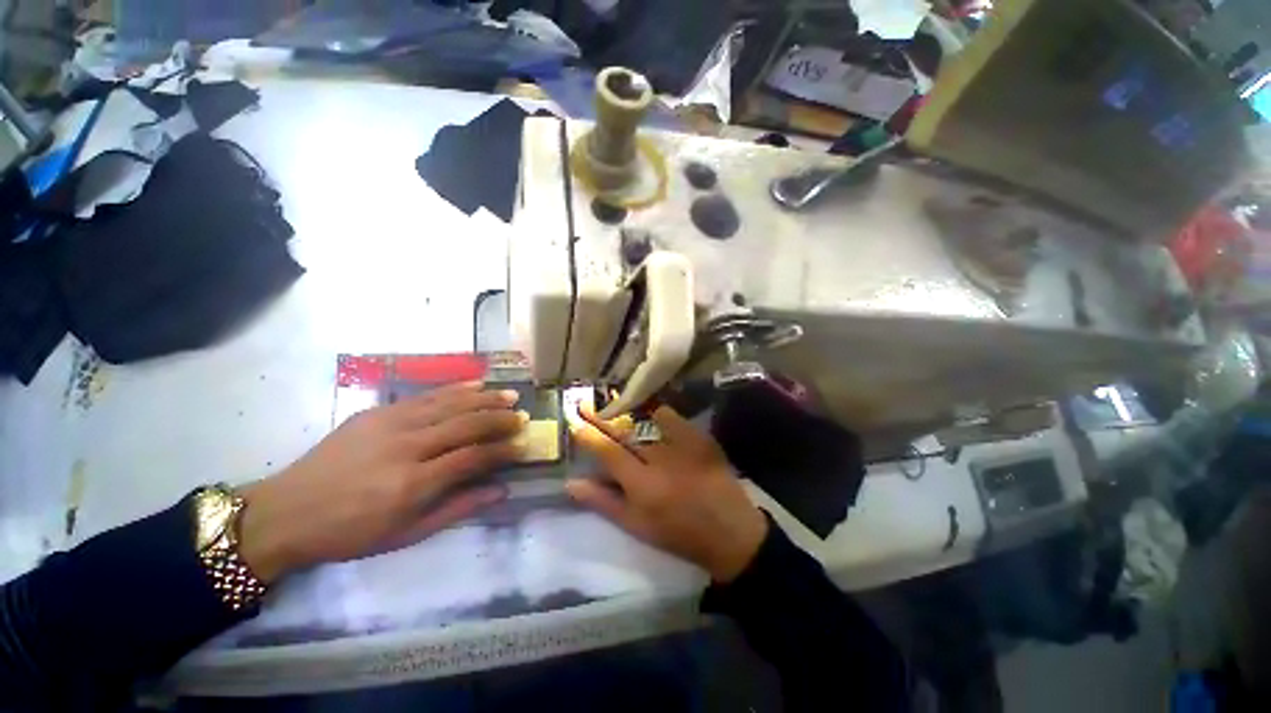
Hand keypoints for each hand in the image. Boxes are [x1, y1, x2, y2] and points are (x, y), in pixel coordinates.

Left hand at [236, 382, 525, 582]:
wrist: (285, 512)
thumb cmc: (349, 533)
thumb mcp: (406, 535)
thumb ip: (457, 508)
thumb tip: (501, 490)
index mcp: (412, 484)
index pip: (472, 457)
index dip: (503, 450)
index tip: (523, 446)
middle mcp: (406, 447)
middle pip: (466, 424)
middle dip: (500, 419)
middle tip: (523, 417)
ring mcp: (389, 424)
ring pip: (449, 403)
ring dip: (484, 398)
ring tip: (509, 396)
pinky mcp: (376, 411)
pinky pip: (425, 396)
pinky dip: (455, 389)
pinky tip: (475, 384)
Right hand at [566, 406, 767, 582]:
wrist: (729, 530)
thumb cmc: (677, 533)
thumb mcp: (635, 525)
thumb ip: (603, 502)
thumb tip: (571, 484)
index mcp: (642, 485)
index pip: (607, 453)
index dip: (588, 437)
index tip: (575, 424)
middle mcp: (660, 459)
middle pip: (624, 431)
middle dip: (601, 417)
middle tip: (585, 405)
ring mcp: (682, 445)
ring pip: (645, 420)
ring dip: (625, 411)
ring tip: (610, 402)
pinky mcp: (699, 437)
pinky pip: (671, 417)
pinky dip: (655, 412)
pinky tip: (646, 410)